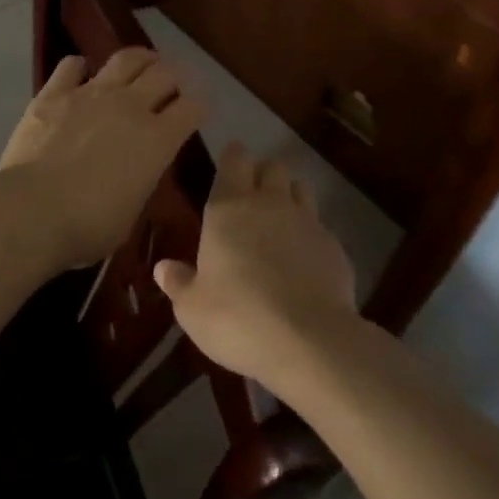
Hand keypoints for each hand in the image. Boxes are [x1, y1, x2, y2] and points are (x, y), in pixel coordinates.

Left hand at [0, 48, 204, 268]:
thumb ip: (141, 181)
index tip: (199, 108)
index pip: (192, 108)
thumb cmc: (88, 226)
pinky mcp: (54, 93)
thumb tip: (137, 169)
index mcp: (158, 140)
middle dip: (176, 76)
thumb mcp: (132, 212)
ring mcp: (91, 94)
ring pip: (126, 59)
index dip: (200, 105)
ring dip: (141, 58)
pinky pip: (72, 66)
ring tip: (144, 62)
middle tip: (175, 82)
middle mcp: (130, 107)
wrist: (32, 211)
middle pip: (165, 74)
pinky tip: (81, 72)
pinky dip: (80, 67)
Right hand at [153, 142, 360, 389]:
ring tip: (280, 223)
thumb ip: (178, 283)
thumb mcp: (192, 308)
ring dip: (290, 197)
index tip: (229, 166)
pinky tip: (304, 262)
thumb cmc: (237, 318)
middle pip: (273, 167)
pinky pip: (321, 227)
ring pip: (301, 189)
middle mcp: (270, 204)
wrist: (309, 341)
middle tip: (252, 198)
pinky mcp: (335, 246)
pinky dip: (311, 235)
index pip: (235, 159)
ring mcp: (307, 222)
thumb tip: (163, 268)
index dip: (233, 158)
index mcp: (229, 208)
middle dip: (263, 175)